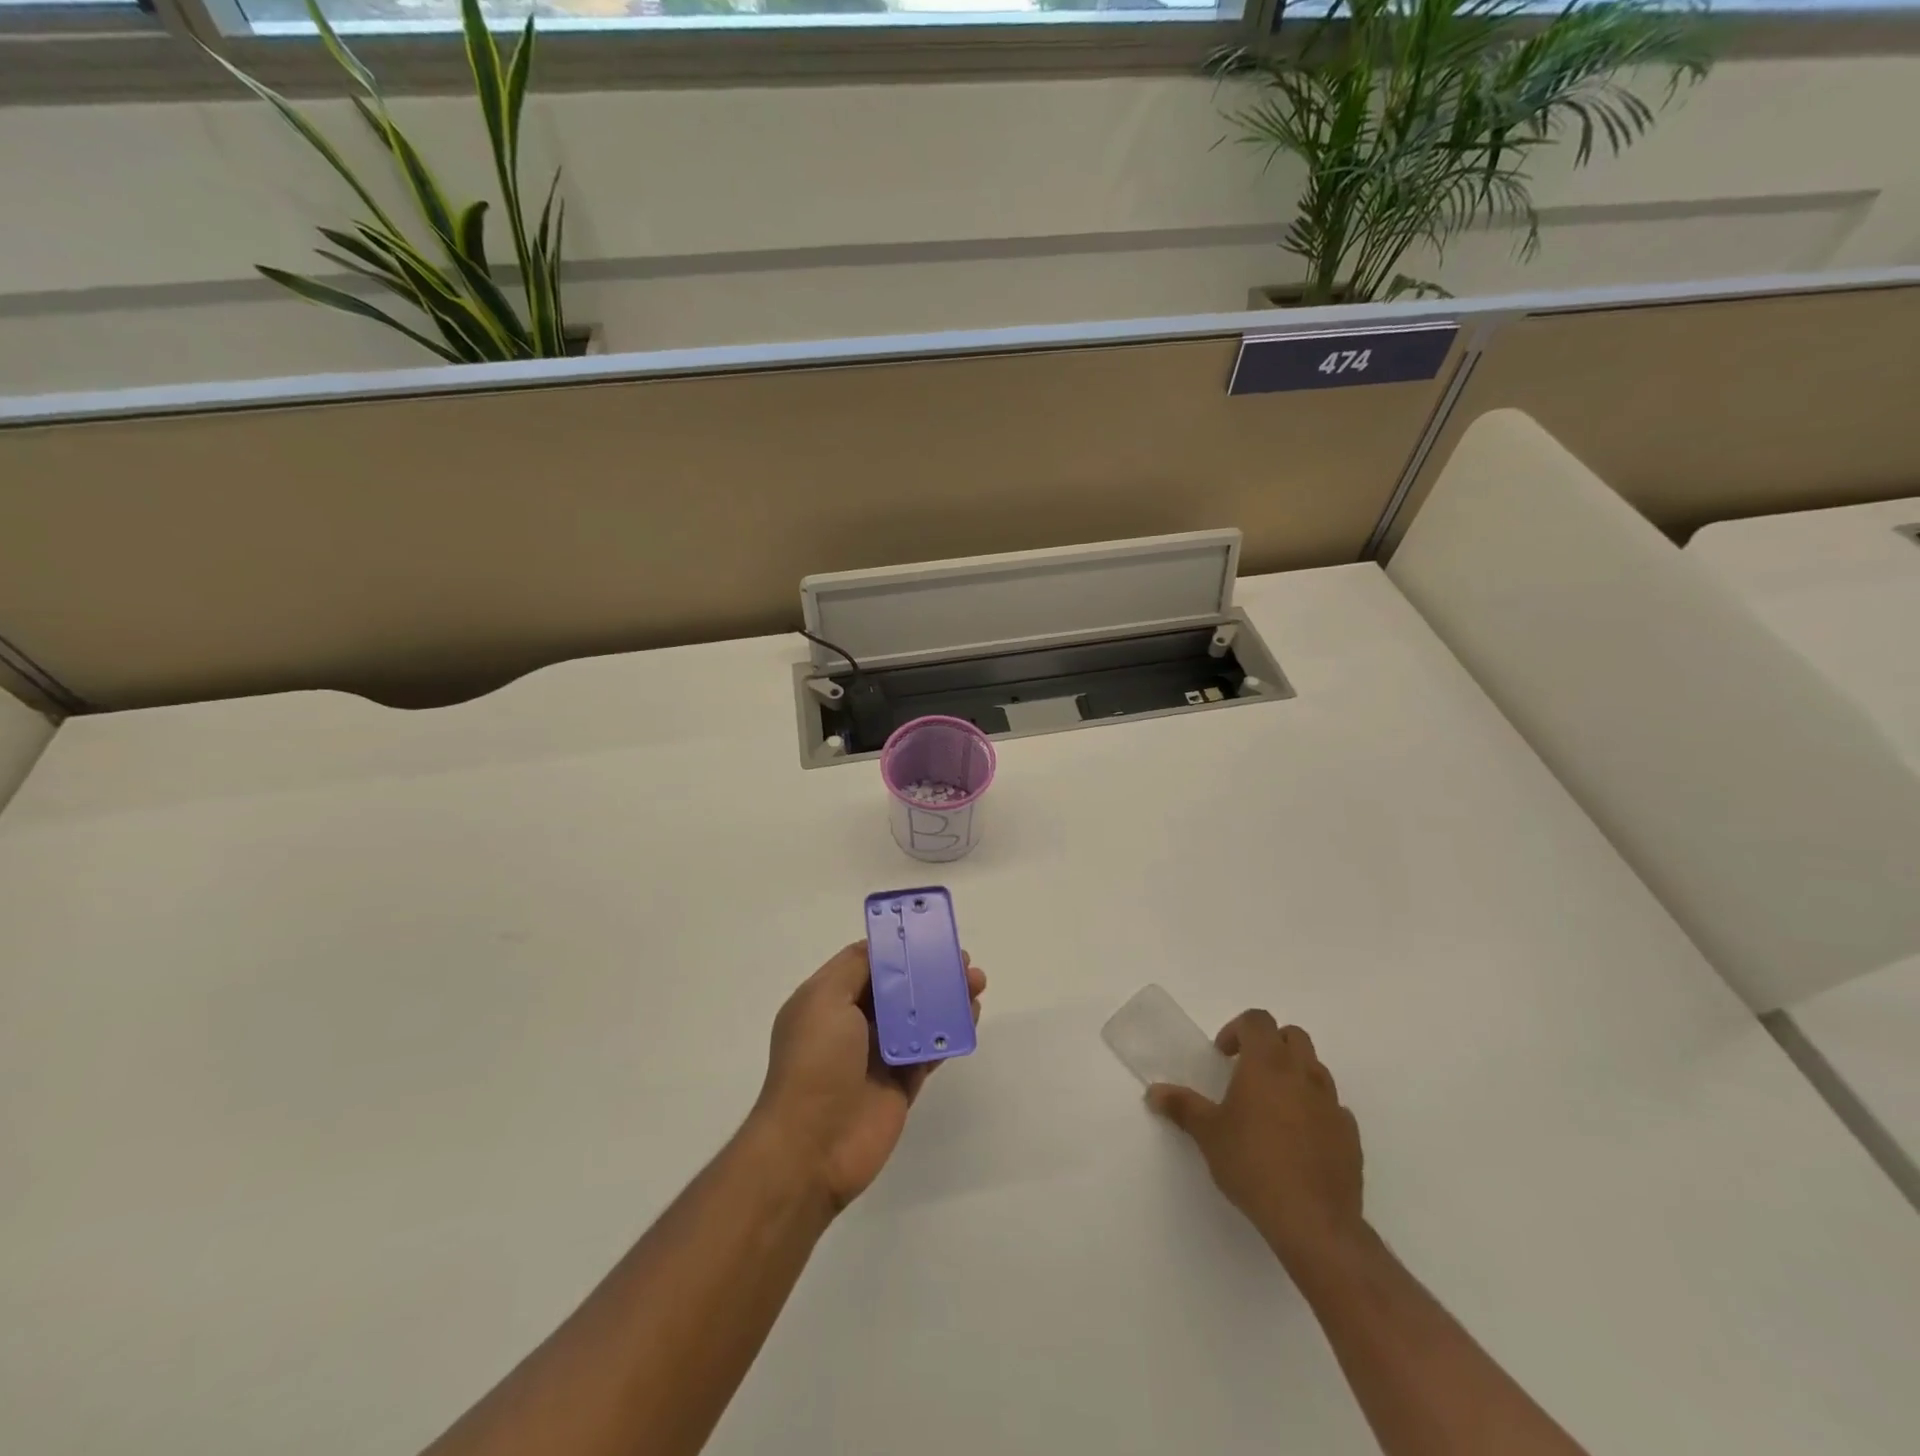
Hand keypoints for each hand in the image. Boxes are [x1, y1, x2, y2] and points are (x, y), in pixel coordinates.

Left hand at [752, 942, 984, 1213]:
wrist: (812, 1147)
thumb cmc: (815, 1063)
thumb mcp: (824, 999)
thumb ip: (855, 967)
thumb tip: (882, 948)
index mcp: (828, 1000)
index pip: (868, 963)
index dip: (899, 948)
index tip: (930, 934)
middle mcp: (853, 1024)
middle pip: (899, 988)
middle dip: (930, 970)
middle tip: (963, 960)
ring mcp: (879, 1055)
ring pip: (919, 1016)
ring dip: (946, 997)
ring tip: (976, 982)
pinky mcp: (901, 1083)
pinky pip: (930, 1050)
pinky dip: (951, 1031)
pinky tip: (971, 1015)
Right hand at [1148, 1011, 1363, 1270]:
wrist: (1313, 1220)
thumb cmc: (1252, 1164)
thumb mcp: (1208, 1134)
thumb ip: (1182, 1107)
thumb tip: (1153, 1092)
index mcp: (1267, 1063)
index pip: (1257, 1020)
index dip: (1237, 1029)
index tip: (1224, 1056)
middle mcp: (1303, 1073)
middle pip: (1292, 1036)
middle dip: (1270, 1044)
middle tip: (1248, 1072)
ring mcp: (1331, 1103)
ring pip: (1315, 1069)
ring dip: (1294, 1075)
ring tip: (1273, 1107)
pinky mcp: (1350, 1135)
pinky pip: (1332, 1107)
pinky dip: (1315, 1109)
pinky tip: (1299, 1138)